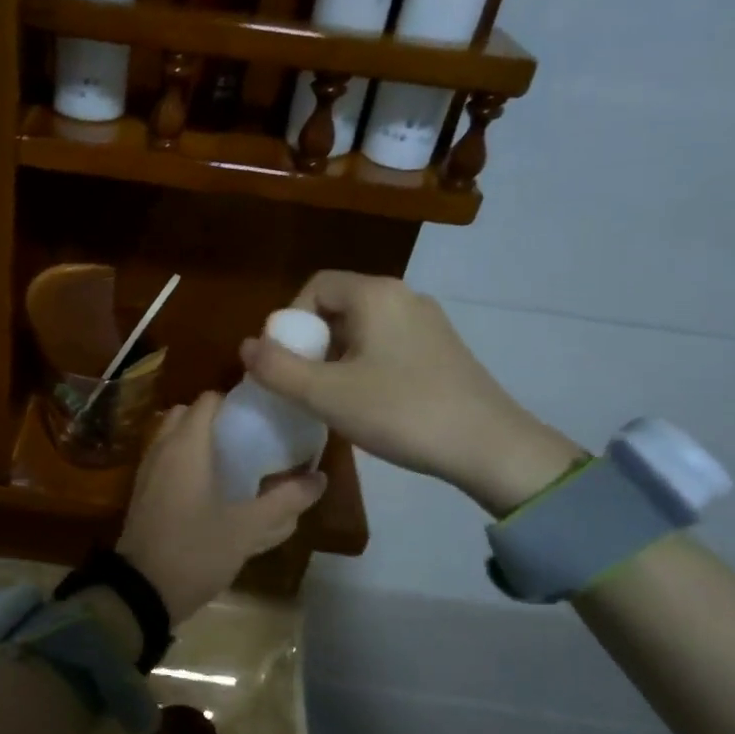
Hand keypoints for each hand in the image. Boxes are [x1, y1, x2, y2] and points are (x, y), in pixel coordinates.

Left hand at [116, 391, 326, 623]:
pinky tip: (211, 488)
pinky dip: (185, 462)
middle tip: (248, 437)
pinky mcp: (142, 493)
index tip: (262, 415)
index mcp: (186, 446)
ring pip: (174, 438)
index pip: (209, 400)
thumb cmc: (195, 550)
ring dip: (199, 441)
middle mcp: (162, 449)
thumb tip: (320, 478)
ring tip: (234, 461)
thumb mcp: (248, 527)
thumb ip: (285, 500)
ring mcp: (147, 471)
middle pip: (188, 415)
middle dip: (216, 420)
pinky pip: (166, 461)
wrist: (141, 591)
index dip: (236, 401)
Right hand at [239, 272, 578, 515]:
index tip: (287, 363)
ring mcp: (429, 322)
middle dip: (312, 342)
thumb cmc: (401, 412)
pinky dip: (366, 364)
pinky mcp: (443, 349)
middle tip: (306, 384)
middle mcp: (404, 296)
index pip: (315, 286)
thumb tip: (245, 346)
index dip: (290, 321)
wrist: (490, 447)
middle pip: (339, 305)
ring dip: (337, 356)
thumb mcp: (327, 395)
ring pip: (364, 327)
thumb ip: (278, 369)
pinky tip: (370, 402)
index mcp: (376, 294)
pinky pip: (388, 343)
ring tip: (333, 398)